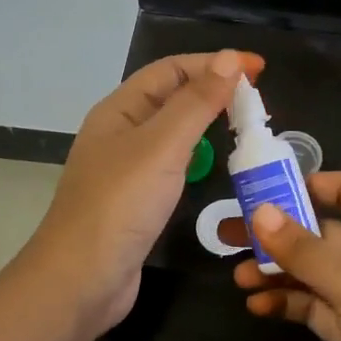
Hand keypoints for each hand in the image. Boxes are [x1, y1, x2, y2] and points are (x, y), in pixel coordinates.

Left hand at [28, 49, 264, 336]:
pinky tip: (216, 166)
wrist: (81, 282)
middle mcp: (121, 132)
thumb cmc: (120, 205)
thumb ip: (197, 102)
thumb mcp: (162, 146)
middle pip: (172, 97)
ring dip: (207, 123)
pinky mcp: (137, 200)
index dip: (215, 63)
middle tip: (257, 102)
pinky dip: (198, 157)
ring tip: (246, 128)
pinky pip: (173, 164)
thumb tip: (230, 58)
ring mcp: (127, 168)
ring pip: (174, 132)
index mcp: (120, 110)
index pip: (172, 70)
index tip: (259, 69)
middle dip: (213, 90)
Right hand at [228, 171, 340, 340]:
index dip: (312, 184)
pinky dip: (284, 300)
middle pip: (319, 230)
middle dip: (277, 231)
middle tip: (229, 233)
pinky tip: (257, 305)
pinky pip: (309, 304)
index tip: (268, 189)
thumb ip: (304, 248)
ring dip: (275, 269)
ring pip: (310, 269)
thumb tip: (260, 210)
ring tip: (238, 277)